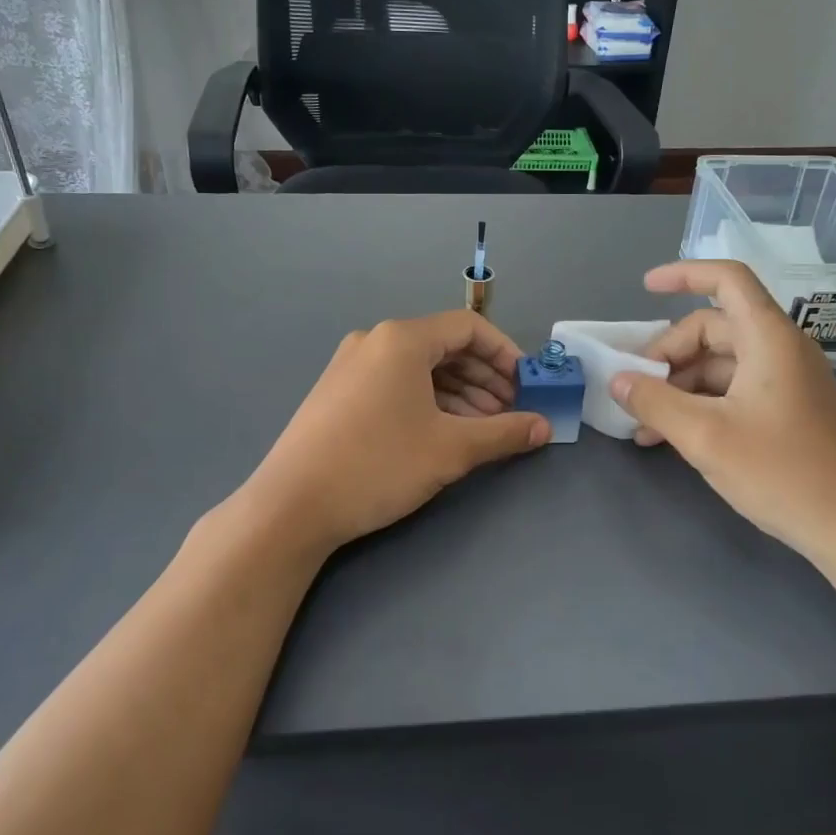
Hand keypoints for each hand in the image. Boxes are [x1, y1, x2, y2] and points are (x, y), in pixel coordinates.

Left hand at [240, 310, 548, 559]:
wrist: (291, 506)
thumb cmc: (378, 465)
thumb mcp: (450, 449)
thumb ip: (504, 432)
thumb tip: (544, 427)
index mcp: (402, 339)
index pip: (469, 328)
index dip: (506, 355)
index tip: (527, 387)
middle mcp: (374, 341)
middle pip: (444, 346)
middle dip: (484, 378)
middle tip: (509, 413)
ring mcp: (350, 365)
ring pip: (419, 368)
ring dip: (458, 393)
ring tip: (482, 428)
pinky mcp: (337, 393)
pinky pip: (395, 383)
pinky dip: (426, 400)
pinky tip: (442, 432)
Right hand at [609, 260, 835, 578]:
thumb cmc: (782, 473)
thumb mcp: (705, 436)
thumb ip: (655, 402)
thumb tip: (617, 381)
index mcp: (769, 338)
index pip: (727, 279)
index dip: (684, 274)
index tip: (646, 286)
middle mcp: (782, 349)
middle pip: (714, 328)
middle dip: (669, 355)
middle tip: (636, 391)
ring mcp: (789, 380)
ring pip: (721, 363)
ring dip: (681, 386)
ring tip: (646, 426)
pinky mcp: (791, 410)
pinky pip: (736, 389)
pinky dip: (703, 403)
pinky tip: (675, 436)